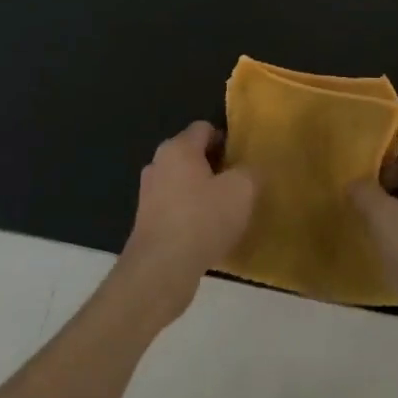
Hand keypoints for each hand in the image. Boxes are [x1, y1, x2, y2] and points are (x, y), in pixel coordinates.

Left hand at [120, 122, 255, 325]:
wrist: (161, 270)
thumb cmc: (202, 219)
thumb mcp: (242, 190)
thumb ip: (250, 172)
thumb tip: (249, 170)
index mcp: (178, 148)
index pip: (204, 128)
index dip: (226, 140)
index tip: (243, 160)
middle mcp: (158, 164)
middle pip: (192, 155)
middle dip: (215, 167)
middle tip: (239, 185)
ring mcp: (148, 193)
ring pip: (182, 183)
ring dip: (203, 192)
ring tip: (226, 212)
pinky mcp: (146, 222)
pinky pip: (175, 208)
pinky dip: (191, 215)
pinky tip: (207, 234)